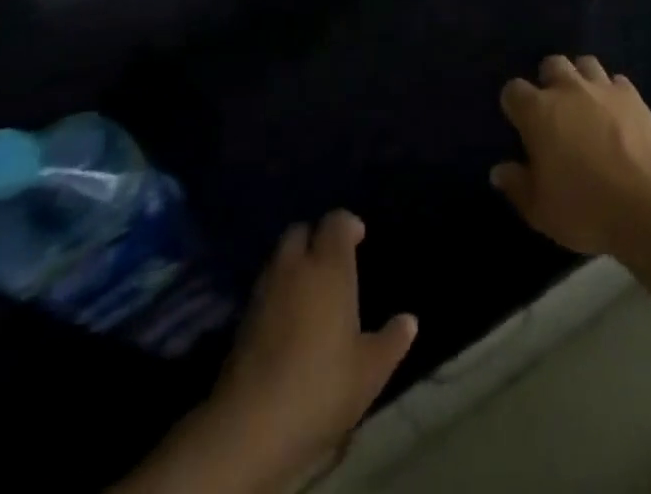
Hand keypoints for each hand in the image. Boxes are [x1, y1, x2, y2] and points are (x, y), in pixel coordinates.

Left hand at [119, 211, 415, 493]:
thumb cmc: (321, 385)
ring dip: (293, 265)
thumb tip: (409, 320)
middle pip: (300, 232)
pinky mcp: (241, 322)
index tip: (359, 239)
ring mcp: (263, 293)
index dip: (348, 225)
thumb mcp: (370, 370)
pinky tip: (288, 321)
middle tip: (332, 263)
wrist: (249, 427)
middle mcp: (294, 268)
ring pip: (278, 259)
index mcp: (329, 267)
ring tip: (311, 291)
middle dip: (315, 238)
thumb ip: (392, 340)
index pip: (335, 222)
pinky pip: (264, 289)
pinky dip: (277, 293)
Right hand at [491, 55, 650, 258]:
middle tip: (554, 111)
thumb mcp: (540, 210)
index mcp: (539, 112)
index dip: (514, 104)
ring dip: (581, 78)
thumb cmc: (586, 209)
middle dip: (549, 81)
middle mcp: (568, 89)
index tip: (519, 123)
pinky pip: (616, 81)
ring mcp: (603, 87)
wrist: (650, 202)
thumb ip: (517, 186)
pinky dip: (612, 92)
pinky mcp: (633, 94)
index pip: (513, 90)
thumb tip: (499, 170)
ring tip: (585, 105)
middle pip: (551, 64)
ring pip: (585, 64)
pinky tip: (616, 113)